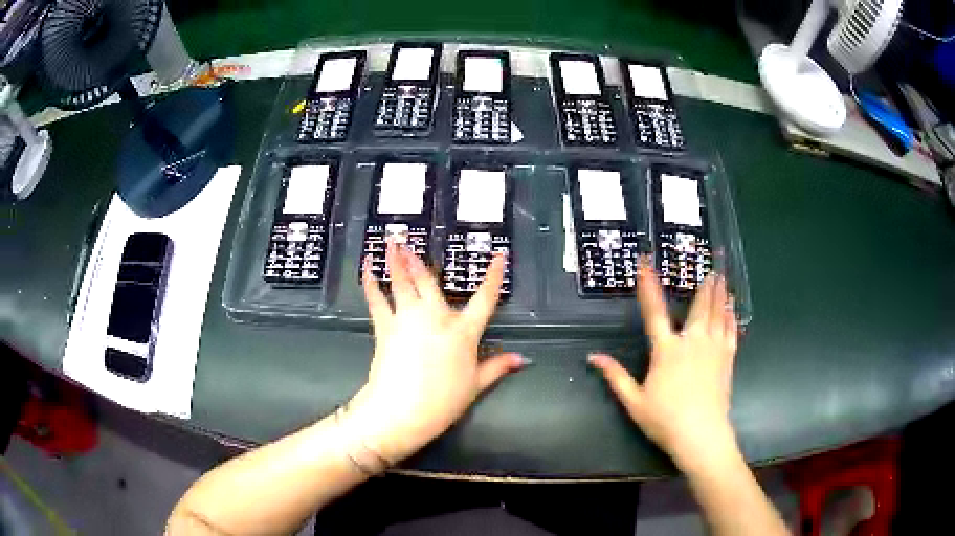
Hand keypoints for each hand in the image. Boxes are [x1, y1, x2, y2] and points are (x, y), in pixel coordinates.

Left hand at [345, 242, 524, 464]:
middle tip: (408, 239)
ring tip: (390, 242)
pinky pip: (376, 298)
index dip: (493, 276)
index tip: (498, 256)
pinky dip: (371, 282)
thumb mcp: (476, 385)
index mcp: (463, 332)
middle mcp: (436, 317)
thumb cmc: (443, 401)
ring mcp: (408, 319)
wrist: (402, 410)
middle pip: (429, 281)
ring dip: (395, 260)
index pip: (485, 299)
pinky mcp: (385, 326)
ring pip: (402, 282)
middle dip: (419, 259)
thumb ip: (497, 367)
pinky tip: (367, 267)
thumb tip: (521, 359)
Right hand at [589, 262, 738, 470]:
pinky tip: (733, 308)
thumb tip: (593, 357)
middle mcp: (691, 342)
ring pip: (717, 314)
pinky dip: (732, 317)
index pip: (654, 312)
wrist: (701, 435)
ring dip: (719, 293)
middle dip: (702, 283)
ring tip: (721, 275)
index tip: (646, 263)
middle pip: (698, 306)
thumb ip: (615, 376)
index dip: (648, 286)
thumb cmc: (664, 419)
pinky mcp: (727, 359)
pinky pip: (731, 331)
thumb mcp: (633, 401)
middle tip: (709, 262)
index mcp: (666, 350)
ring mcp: (713, 349)